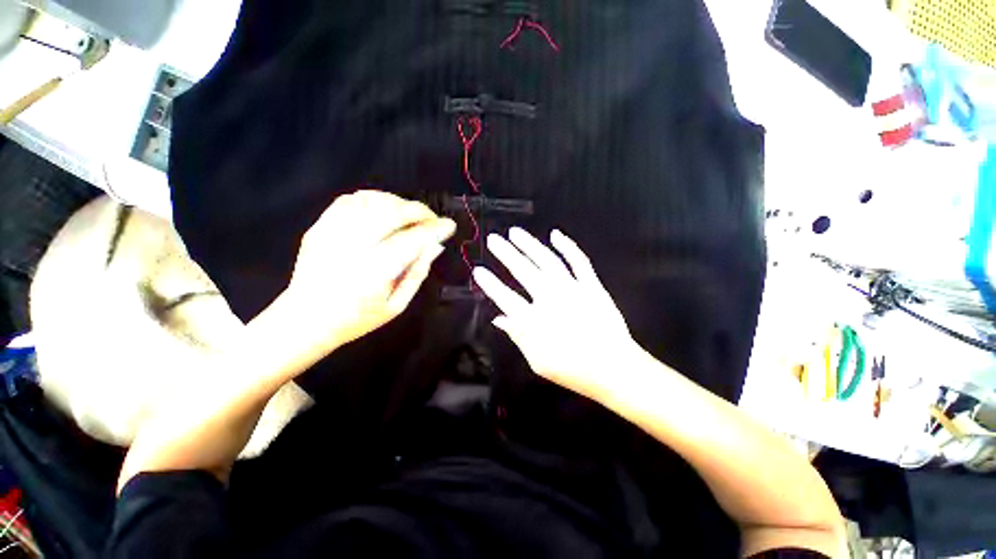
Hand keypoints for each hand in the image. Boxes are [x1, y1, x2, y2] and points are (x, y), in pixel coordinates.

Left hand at [286, 190, 455, 355]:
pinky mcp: (319, 227)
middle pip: (390, 213)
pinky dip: (372, 199)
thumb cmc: (357, 318)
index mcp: (373, 273)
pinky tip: (384, 210)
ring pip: (370, 201)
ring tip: (410, 215)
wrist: (306, 320)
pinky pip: (349, 201)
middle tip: (432, 218)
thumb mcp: (397, 305)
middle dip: (418, 210)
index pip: (411, 241)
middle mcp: (351, 248)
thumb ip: (417, 273)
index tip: (450, 226)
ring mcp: (331, 234)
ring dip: (397, 203)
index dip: (434, 229)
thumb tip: (435, 246)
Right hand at [473, 228, 637, 400]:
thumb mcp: (538, 361)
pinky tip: (556, 235)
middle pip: (523, 270)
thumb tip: (498, 319)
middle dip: (506, 254)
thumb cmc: (573, 370)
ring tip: (515, 232)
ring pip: (547, 260)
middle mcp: (550, 297)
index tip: (479, 270)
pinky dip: (567, 247)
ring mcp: (573, 288)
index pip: (506, 297)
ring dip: (530, 244)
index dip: (490, 284)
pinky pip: (579, 261)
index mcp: (535, 319)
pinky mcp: (591, 286)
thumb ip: (518, 336)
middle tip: (493, 239)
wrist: (614, 368)